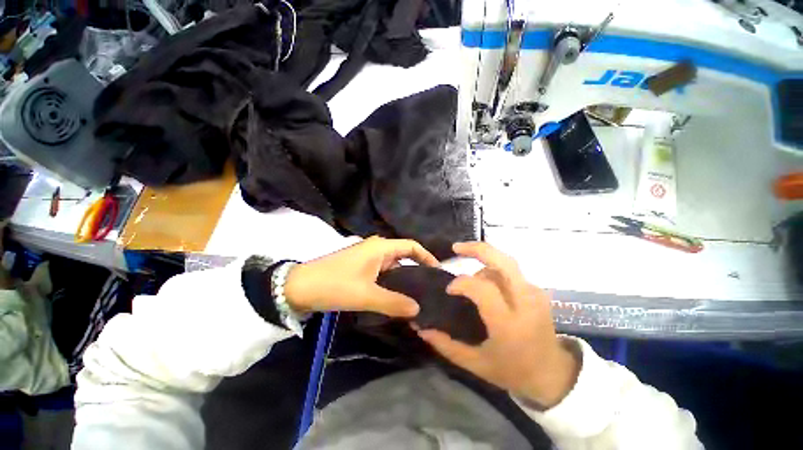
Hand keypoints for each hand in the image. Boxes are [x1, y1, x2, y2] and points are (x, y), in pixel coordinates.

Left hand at [284, 236, 438, 316]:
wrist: (299, 287)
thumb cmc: (334, 285)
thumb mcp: (366, 295)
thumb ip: (394, 302)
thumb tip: (418, 309)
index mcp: (380, 247)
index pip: (411, 246)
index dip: (427, 256)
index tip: (438, 272)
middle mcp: (376, 248)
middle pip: (403, 255)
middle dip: (417, 269)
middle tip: (430, 288)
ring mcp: (367, 257)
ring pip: (393, 265)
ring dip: (404, 277)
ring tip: (416, 295)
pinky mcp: (360, 266)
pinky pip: (382, 271)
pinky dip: (391, 282)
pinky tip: (396, 296)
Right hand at [417, 242, 577, 407]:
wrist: (553, 374)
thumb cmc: (513, 371)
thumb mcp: (476, 364)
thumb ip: (446, 345)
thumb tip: (421, 328)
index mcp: (509, 324)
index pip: (482, 289)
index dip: (461, 283)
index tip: (449, 290)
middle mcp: (525, 303)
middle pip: (503, 261)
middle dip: (477, 249)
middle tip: (456, 248)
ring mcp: (534, 294)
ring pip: (505, 263)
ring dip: (484, 262)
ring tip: (470, 278)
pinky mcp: (537, 291)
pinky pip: (511, 271)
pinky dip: (494, 269)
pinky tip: (485, 282)